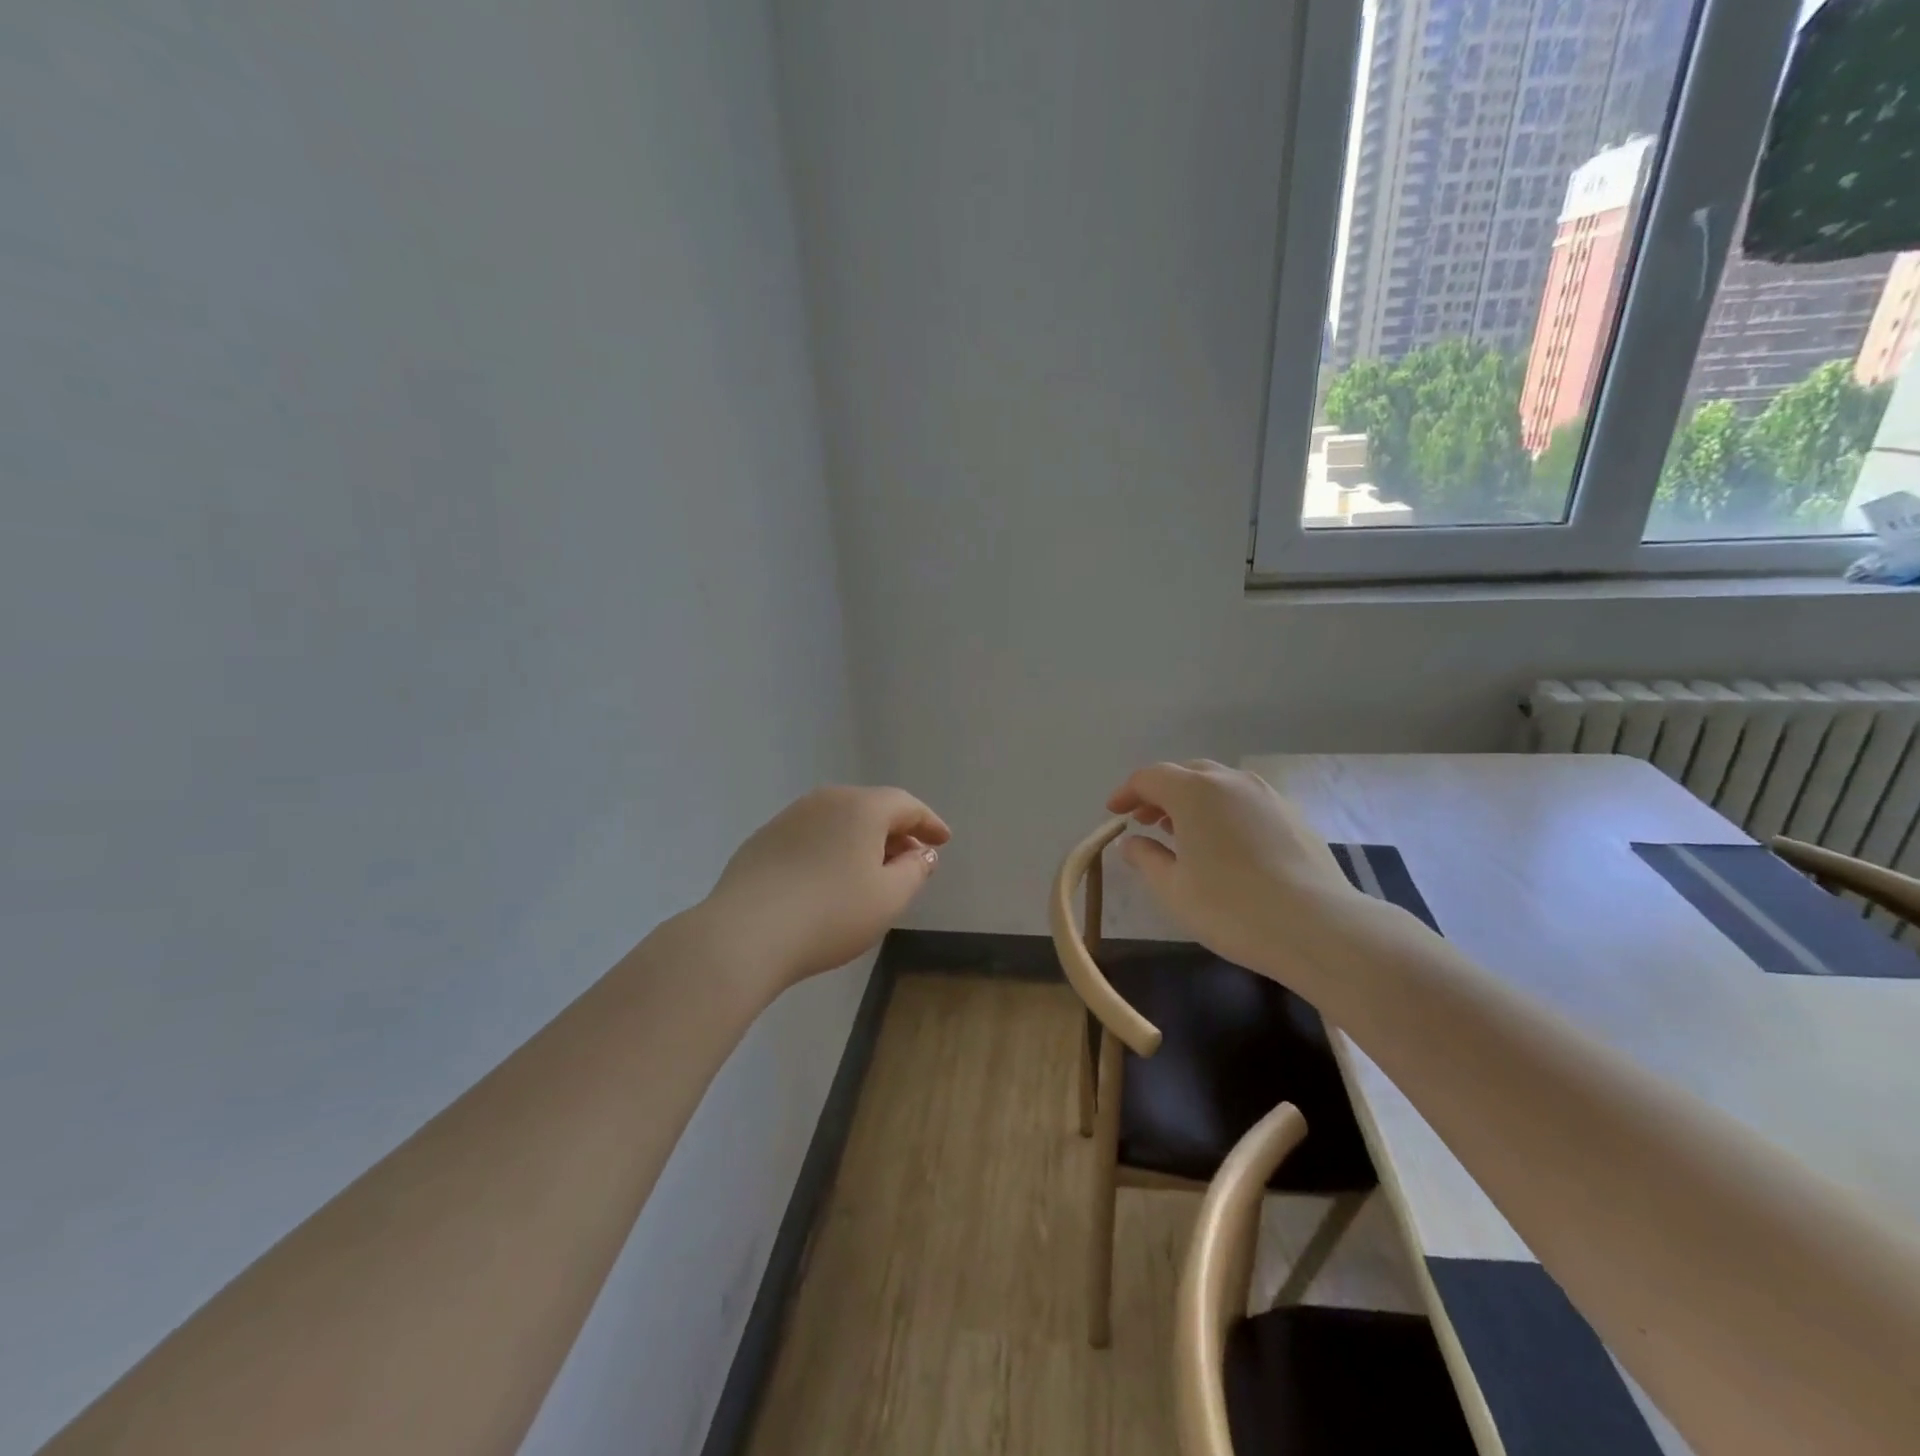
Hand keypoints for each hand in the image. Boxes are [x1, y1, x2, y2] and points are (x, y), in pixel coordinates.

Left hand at [697, 785, 950, 991]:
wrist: (745, 933)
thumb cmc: (831, 914)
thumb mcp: (889, 898)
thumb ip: (914, 870)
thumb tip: (921, 852)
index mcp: (862, 807)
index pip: (906, 805)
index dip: (929, 823)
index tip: (943, 841)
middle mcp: (826, 800)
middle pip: (872, 808)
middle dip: (896, 831)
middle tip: (911, 858)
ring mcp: (790, 817)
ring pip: (839, 820)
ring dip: (862, 840)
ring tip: (872, 871)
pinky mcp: (764, 839)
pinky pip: (812, 835)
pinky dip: (831, 848)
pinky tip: (829, 878)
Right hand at [1105, 760, 1370, 989]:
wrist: (1318, 926)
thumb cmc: (1231, 907)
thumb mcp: (1173, 889)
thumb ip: (1145, 859)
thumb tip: (1130, 843)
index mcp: (1194, 791)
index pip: (1150, 777)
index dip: (1127, 792)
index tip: (1114, 813)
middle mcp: (1230, 781)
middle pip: (1186, 773)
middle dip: (1160, 793)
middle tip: (1145, 821)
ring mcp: (1267, 795)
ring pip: (1219, 784)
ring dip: (1193, 801)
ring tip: (1183, 832)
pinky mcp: (1293, 815)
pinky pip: (1245, 801)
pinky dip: (1224, 811)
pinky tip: (1225, 845)